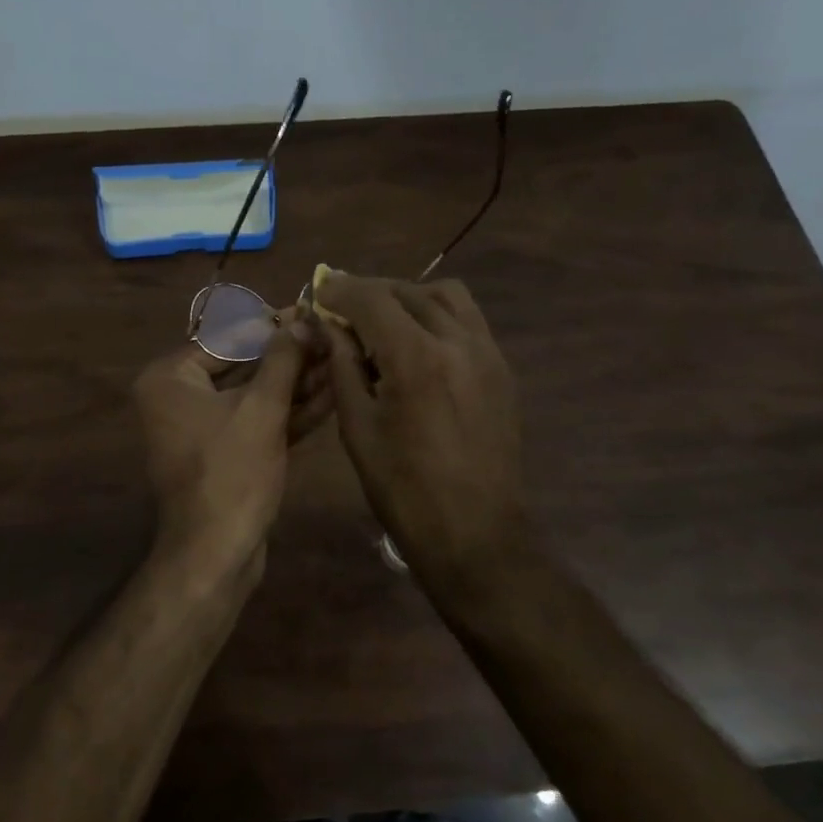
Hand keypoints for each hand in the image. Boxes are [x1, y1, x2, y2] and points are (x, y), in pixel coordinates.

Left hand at [133, 310, 329, 574]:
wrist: (216, 554)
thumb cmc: (232, 472)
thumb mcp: (262, 409)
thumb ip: (282, 360)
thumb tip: (301, 320)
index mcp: (171, 378)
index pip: (229, 337)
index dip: (274, 326)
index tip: (311, 313)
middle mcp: (178, 397)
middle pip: (243, 366)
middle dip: (290, 358)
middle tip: (332, 339)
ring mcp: (200, 427)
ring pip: (254, 395)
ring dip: (296, 384)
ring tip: (339, 362)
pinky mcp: (223, 453)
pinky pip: (255, 421)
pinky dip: (288, 412)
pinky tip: (329, 396)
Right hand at [316, 272, 526, 581]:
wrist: (475, 533)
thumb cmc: (403, 488)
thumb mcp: (358, 427)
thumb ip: (343, 365)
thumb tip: (328, 325)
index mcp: (416, 357)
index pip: (373, 298)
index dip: (341, 289)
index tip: (320, 288)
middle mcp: (458, 341)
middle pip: (409, 290)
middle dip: (371, 292)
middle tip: (343, 309)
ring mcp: (488, 353)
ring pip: (447, 296)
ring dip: (410, 296)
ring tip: (384, 321)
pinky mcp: (502, 369)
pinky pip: (468, 321)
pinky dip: (438, 316)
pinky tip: (418, 343)